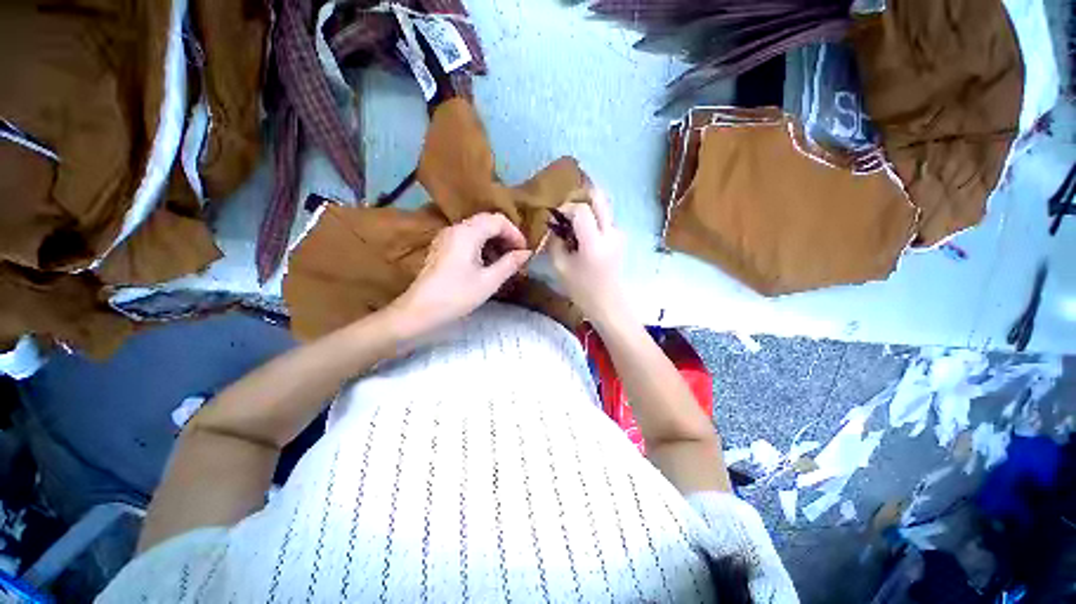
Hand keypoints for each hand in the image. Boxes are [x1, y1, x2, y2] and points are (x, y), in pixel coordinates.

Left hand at [389, 213, 531, 333]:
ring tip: (505, 261)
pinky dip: (482, 245)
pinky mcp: (442, 247)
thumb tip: (526, 253)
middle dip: (506, 236)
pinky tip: (487, 263)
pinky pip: (467, 237)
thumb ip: (510, 263)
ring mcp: (447, 237)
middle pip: (487, 221)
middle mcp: (456, 228)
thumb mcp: (489, 281)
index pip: (498, 220)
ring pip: (477, 229)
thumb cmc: (457, 296)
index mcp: (467, 233)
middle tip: (517, 255)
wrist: (420, 310)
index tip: (524, 251)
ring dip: (494, 240)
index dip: (515, 233)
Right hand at [549, 187, 627, 324]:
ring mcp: (619, 234)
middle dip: (581, 198)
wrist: (608, 302)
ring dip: (588, 211)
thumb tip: (554, 227)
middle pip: (600, 198)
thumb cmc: (581, 289)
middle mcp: (610, 233)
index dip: (566, 208)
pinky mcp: (621, 238)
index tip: (555, 218)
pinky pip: (606, 220)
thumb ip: (555, 242)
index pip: (581, 210)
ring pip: (603, 208)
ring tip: (574, 227)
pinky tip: (584, 236)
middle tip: (568, 210)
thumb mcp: (560, 266)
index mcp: (594, 242)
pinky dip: (594, 221)